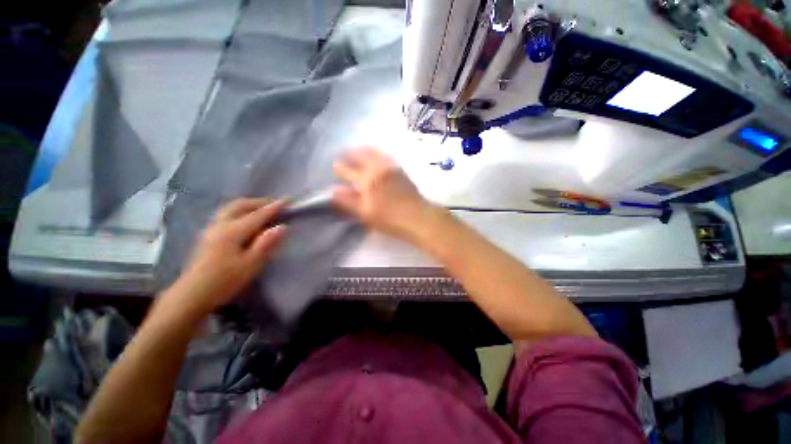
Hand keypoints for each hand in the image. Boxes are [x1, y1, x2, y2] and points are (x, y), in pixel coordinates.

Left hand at [175, 198, 286, 314]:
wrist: (191, 294)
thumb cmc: (224, 281)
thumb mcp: (250, 265)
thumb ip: (266, 244)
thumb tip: (282, 226)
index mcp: (233, 232)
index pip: (258, 215)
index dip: (274, 207)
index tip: (288, 200)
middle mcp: (220, 225)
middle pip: (241, 205)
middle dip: (260, 202)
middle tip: (275, 204)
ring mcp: (211, 229)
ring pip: (230, 208)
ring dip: (248, 205)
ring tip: (262, 208)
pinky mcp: (207, 235)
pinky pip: (225, 214)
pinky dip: (239, 210)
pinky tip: (244, 218)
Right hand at [333, 147, 434, 242]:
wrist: (417, 217)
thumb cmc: (389, 218)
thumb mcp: (365, 213)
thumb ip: (349, 201)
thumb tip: (334, 191)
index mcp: (368, 180)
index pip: (349, 171)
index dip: (341, 168)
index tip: (335, 164)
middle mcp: (379, 169)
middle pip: (362, 156)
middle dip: (352, 153)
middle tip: (344, 152)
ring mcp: (391, 168)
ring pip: (375, 152)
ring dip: (365, 149)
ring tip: (359, 149)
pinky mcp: (401, 170)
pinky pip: (387, 156)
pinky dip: (379, 152)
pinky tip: (378, 154)